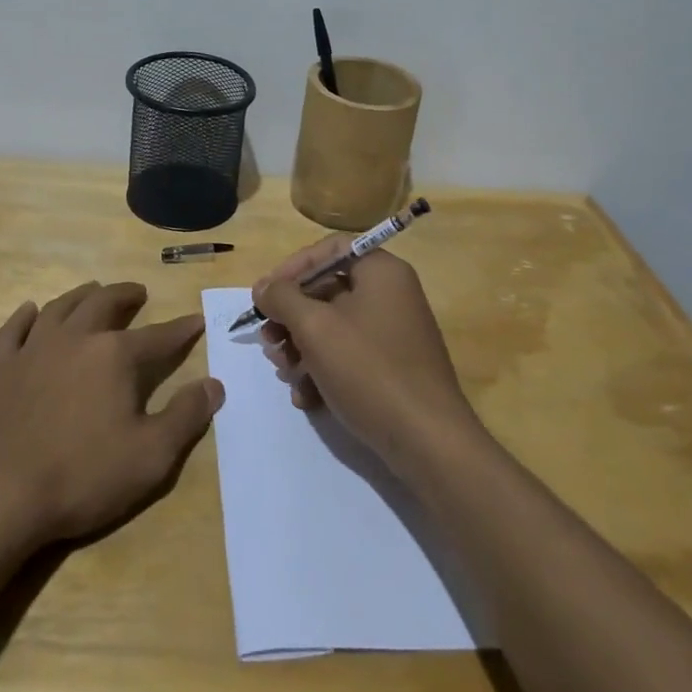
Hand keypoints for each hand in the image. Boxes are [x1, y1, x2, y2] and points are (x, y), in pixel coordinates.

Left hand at [0, 281, 222, 544]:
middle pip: (104, 304)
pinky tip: (31, 311)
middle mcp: (75, 339)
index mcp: (115, 356)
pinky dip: (25, 316)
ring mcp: (32, 350)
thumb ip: (186, 417)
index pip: (159, 337)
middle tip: (138, 292)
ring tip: (93, 291)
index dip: (181, 330)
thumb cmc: (81, 476)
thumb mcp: (150, 456)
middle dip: (126, 295)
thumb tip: (214, 384)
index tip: (197, 321)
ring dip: (81, 296)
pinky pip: (13, 330)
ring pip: (60, 308)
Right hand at [253, 240, 482, 471]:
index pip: (329, 249)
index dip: (292, 268)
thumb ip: (283, 299)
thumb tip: (264, 287)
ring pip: (333, 326)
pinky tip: (306, 398)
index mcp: (381, 271)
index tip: (265, 296)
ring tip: (286, 374)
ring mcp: (393, 333)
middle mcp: (391, 294)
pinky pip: (348, 355)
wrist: (427, 442)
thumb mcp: (315, 327)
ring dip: (301, 348)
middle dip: (291, 318)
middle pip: (327, 290)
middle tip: (268, 342)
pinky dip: (323, 371)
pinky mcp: (392, 368)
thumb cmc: (369, 370)